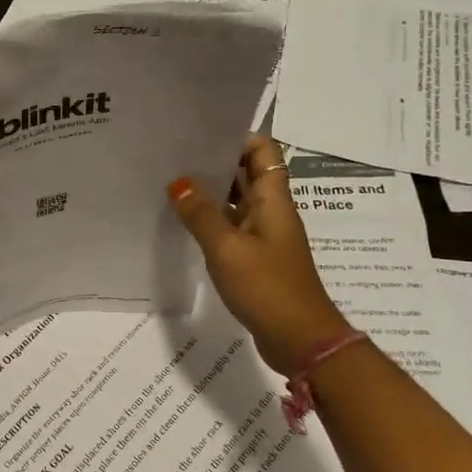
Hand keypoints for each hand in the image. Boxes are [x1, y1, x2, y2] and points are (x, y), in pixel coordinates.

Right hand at [167, 136, 348, 375]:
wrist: (300, 340)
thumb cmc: (267, 287)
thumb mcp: (227, 248)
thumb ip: (201, 214)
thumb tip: (178, 182)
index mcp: (273, 200)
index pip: (263, 151)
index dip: (237, 136)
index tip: (201, 132)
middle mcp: (271, 212)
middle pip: (248, 174)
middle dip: (216, 162)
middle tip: (175, 155)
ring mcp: (265, 236)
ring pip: (237, 202)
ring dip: (211, 193)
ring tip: (172, 184)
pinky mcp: (257, 260)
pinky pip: (232, 229)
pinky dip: (212, 222)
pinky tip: (184, 224)